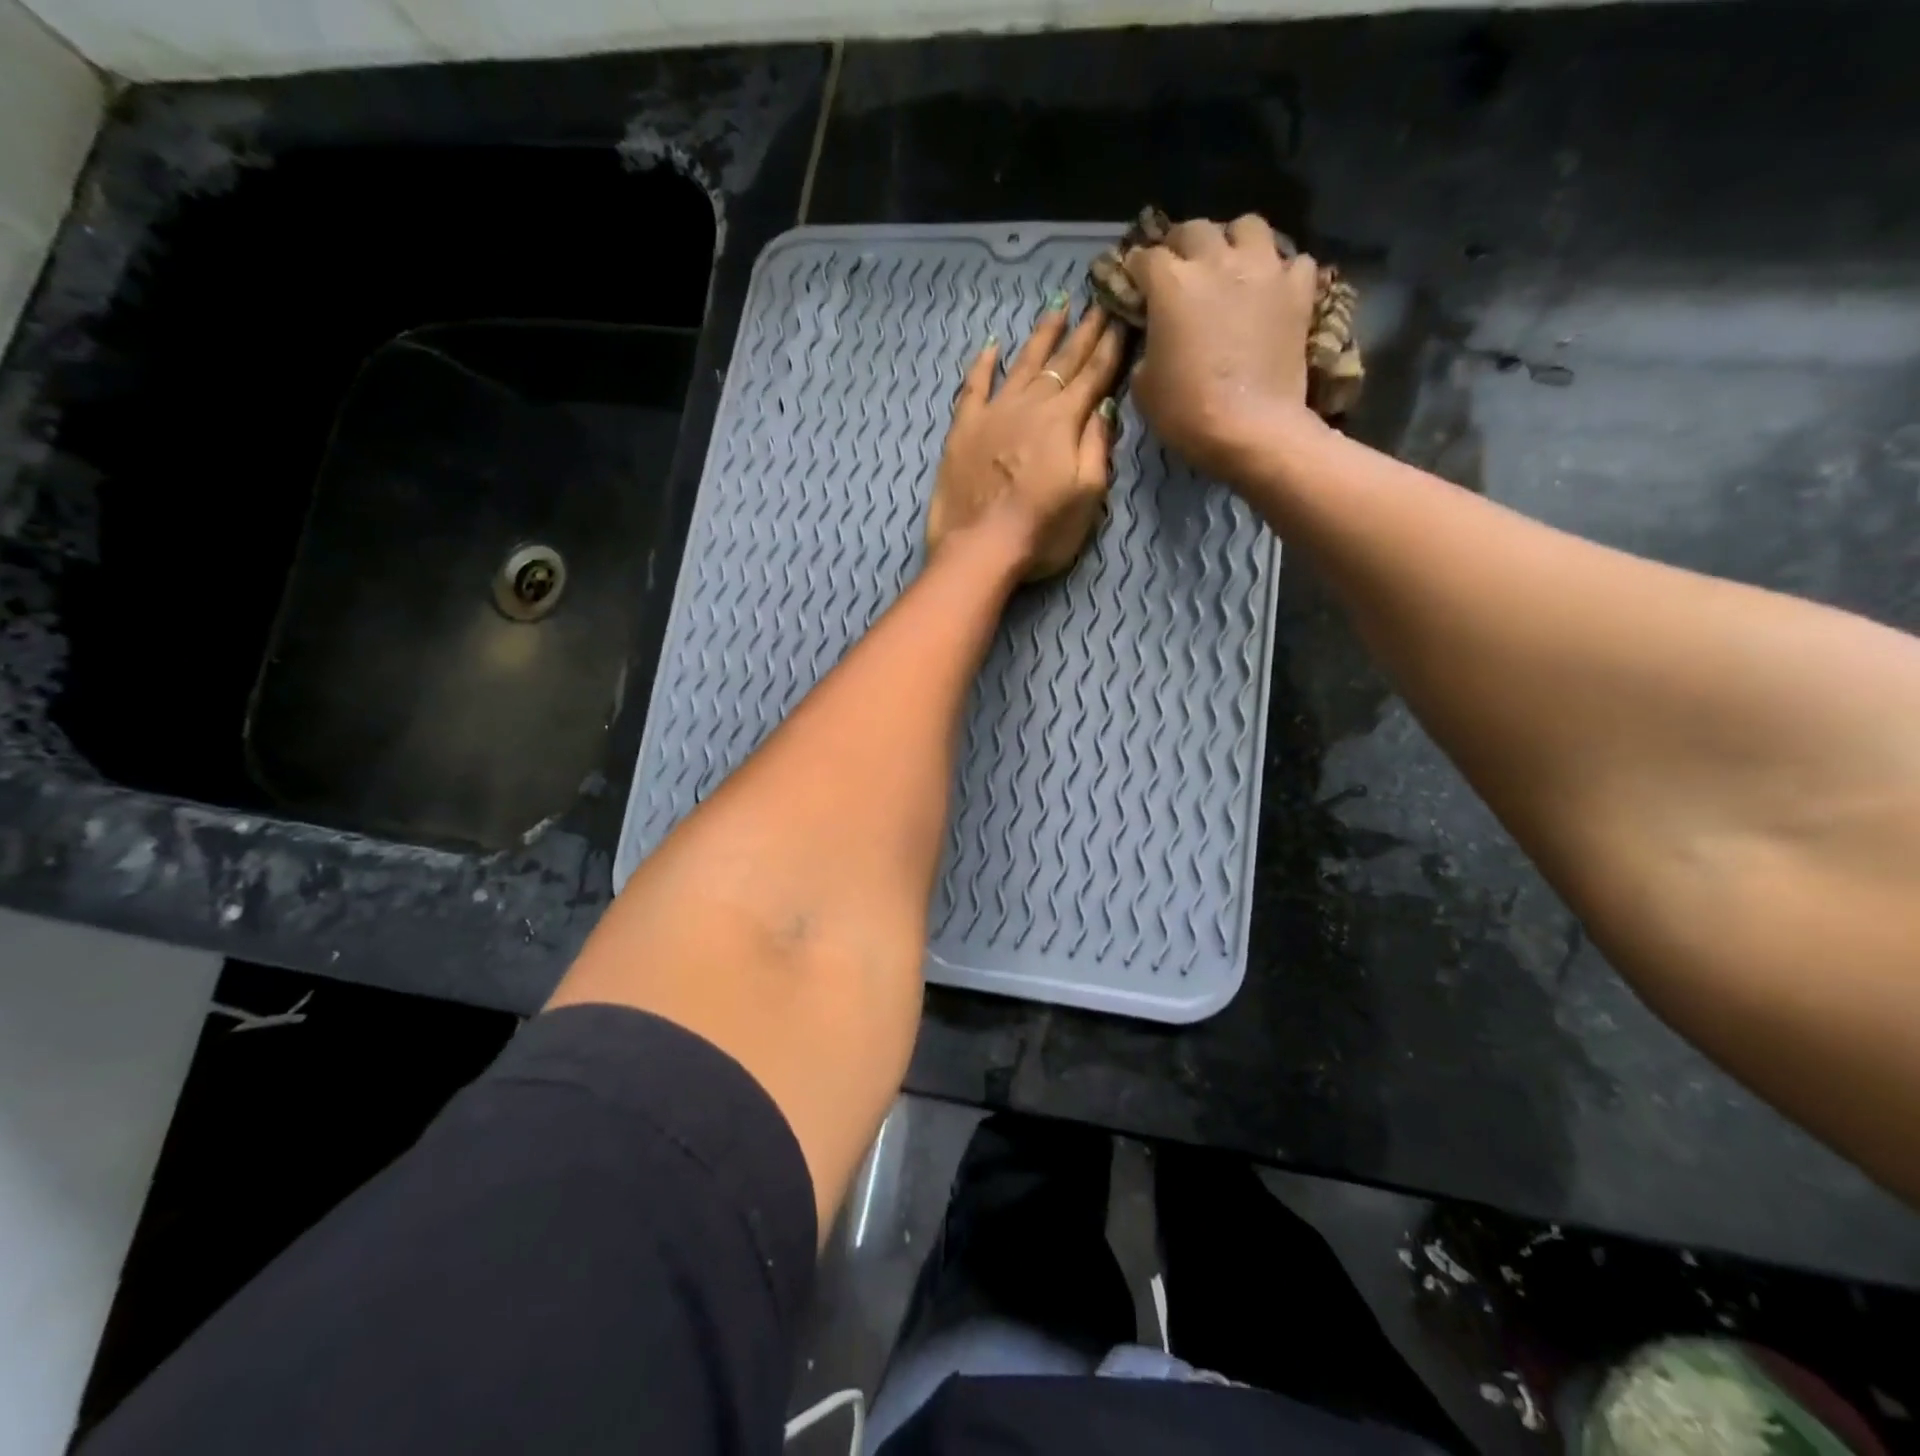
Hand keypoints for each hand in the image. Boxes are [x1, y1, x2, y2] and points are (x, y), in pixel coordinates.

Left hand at [927, 296, 1125, 581]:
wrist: (978, 549)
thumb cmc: (1041, 531)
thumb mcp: (1087, 496)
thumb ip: (1097, 447)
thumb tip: (1104, 406)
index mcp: (1064, 421)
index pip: (1094, 375)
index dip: (1111, 346)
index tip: (1124, 316)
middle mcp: (1030, 405)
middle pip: (1062, 362)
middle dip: (1085, 331)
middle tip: (1101, 299)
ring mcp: (993, 413)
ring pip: (1022, 363)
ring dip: (1042, 335)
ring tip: (1058, 307)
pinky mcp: (963, 429)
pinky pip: (974, 386)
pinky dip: (984, 364)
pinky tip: (992, 346)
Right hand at [1123, 215, 1319, 481]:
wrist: (1251, 429)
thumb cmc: (1186, 412)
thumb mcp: (1144, 386)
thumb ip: (1146, 348)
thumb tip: (1155, 337)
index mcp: (1171, 284)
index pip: (1145, 258)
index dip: (1135, 270)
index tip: (1133, 283)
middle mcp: (1217, 261)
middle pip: (1195, 230)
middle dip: (1181, 246)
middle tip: (1177, 269)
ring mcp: (1263, 270)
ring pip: (1247, 227)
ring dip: (1233, 241)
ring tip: (1229, 265)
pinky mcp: (1298, 290)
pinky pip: (1291, 261)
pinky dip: (1279, 271)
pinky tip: (1270, 290)